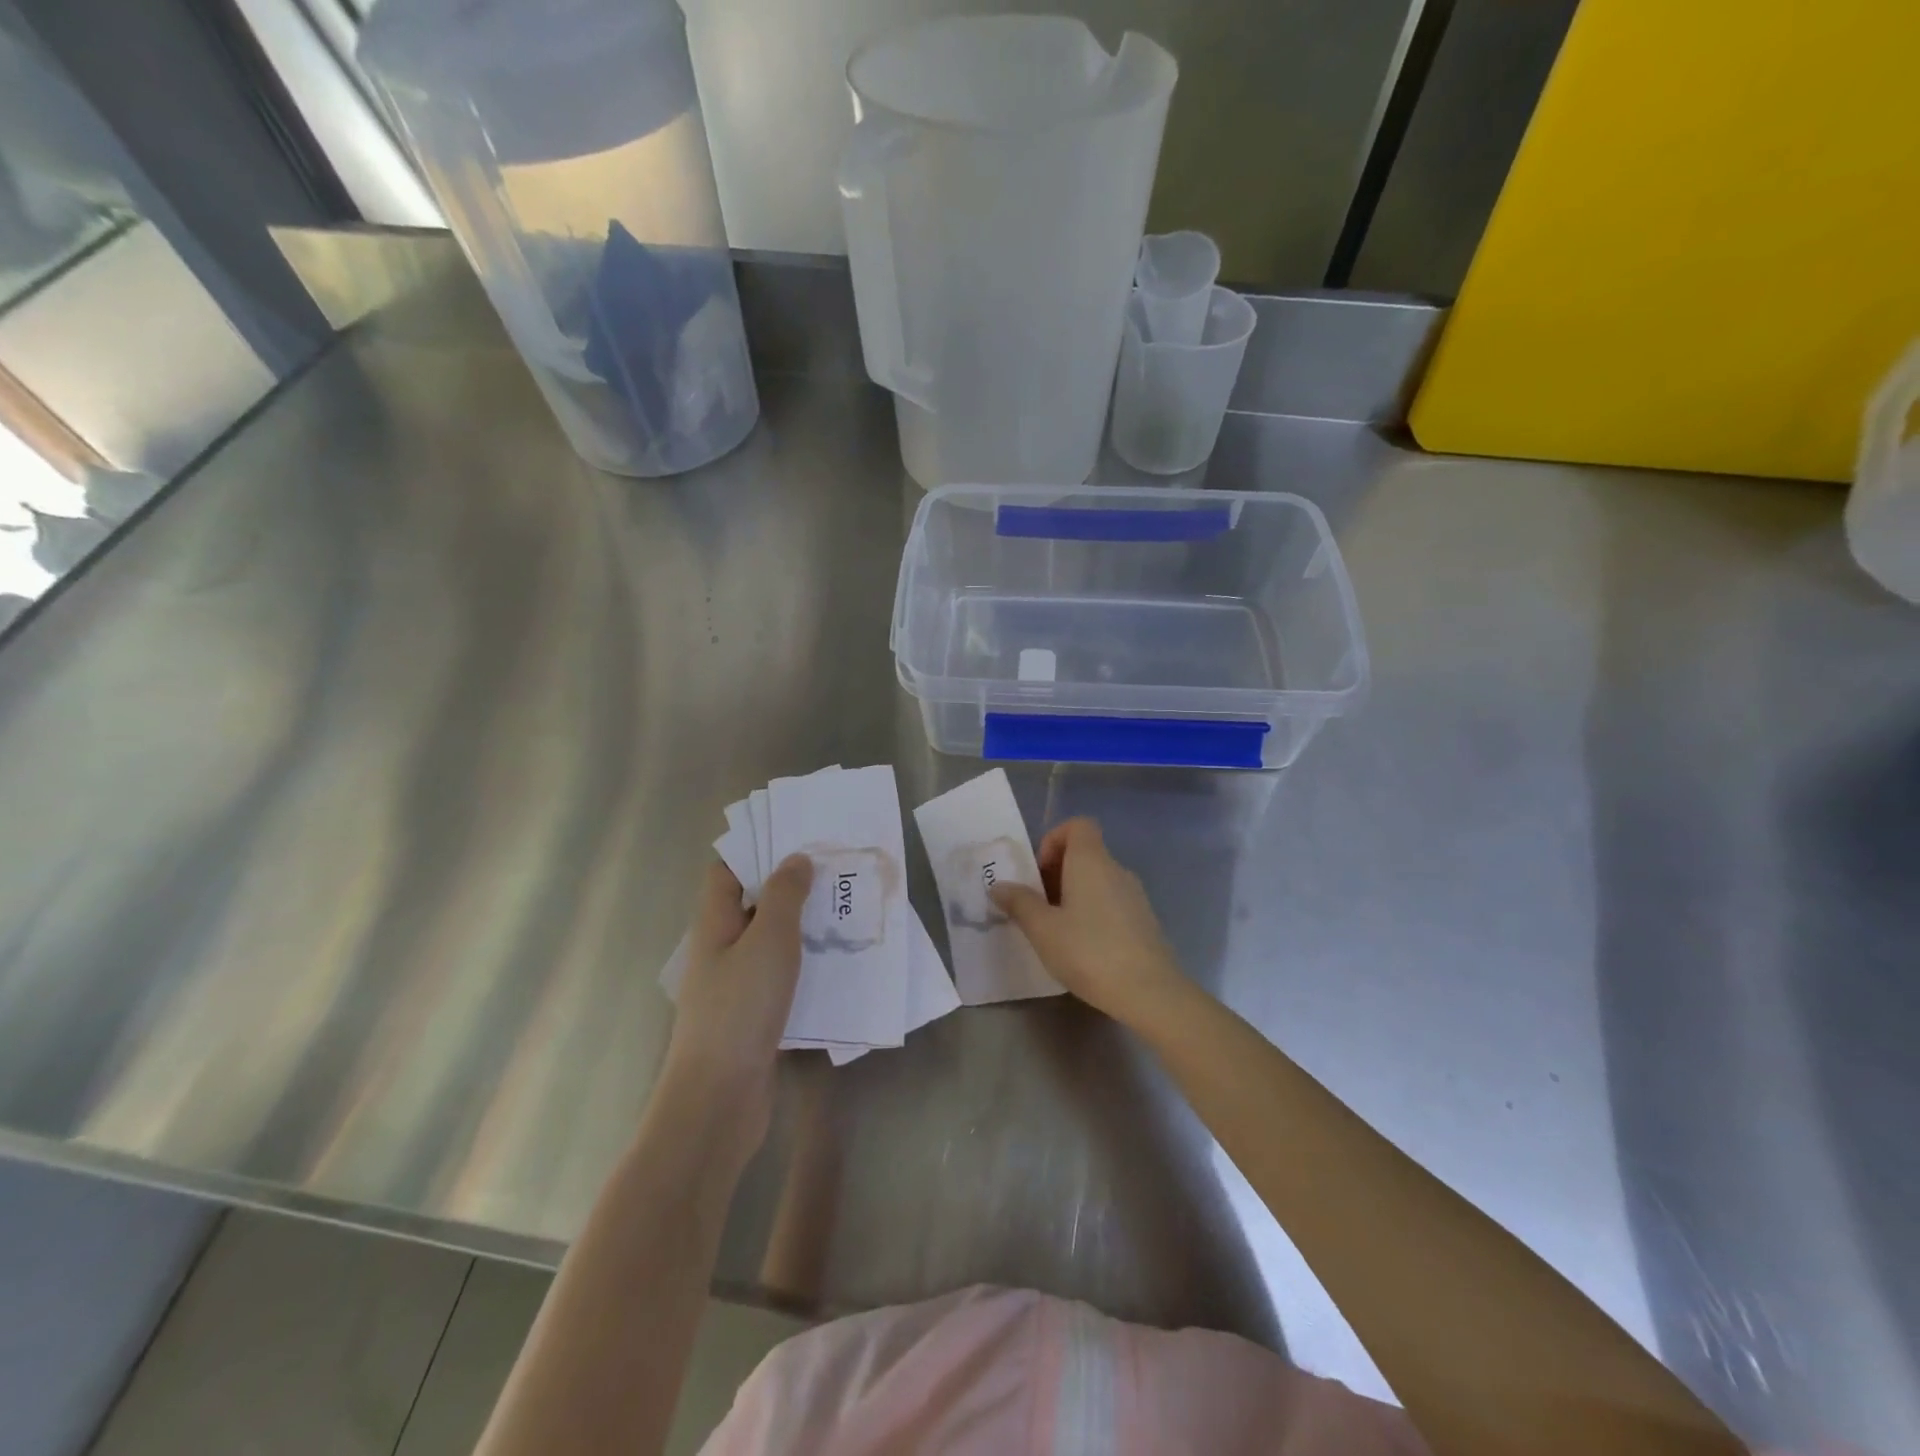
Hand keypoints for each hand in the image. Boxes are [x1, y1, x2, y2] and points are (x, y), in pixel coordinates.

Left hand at [662, 854, 812, 1152]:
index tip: (797, 835)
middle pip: (753, 902)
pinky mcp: (754, 1014)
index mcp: (715, 923)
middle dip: (790, 884)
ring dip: (803, 924)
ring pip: (771, 940)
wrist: (720, 1098)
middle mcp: (721, 948)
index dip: (756, 848)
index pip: (727, 870)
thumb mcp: (769, 940)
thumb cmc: (741, 1008)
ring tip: (845, 909)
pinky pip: (782, 975)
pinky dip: (806, 963)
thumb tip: (796, 859)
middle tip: (834, 869)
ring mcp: (736, 984)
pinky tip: (838, 963)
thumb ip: (784, 895)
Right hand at [989, 817, 1185, 1026]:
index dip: (1054, 839)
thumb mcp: (1043, 929)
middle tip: (1038, 906)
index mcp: (1091, 861)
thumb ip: (1019, 903)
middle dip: (1057, 872)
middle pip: (1085, 853)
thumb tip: (999, 886)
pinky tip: (1083, 947)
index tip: (1039, 872)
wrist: (1150, 992)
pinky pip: (1111, 901)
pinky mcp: (1144, 920)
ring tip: (1056, 929)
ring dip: (1073, 894)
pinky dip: (1093, 911)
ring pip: (1098, 880)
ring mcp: (1135, 895)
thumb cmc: (1089, 952)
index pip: (1078, 825)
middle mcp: (1116, 869)